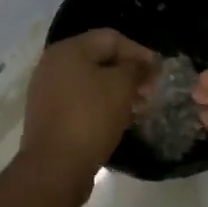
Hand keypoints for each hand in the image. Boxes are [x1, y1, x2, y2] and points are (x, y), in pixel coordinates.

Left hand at [18, 28, 160, 187]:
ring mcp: (48, 91)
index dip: (139, 51)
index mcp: (68, 50)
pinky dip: (101, 106)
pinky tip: (119, 121)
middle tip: (151, 91)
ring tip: (139, 108)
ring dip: (117, 91)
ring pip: (91, 82)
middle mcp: (53, 65)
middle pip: (99, 59)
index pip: (111, 38)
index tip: (159, 72)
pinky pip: (81, 101)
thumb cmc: (90, 118)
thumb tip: (145, 65)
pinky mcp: (49, 116)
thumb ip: (137, 69)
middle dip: (129, 72)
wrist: (55, 168)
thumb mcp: (121, 87)